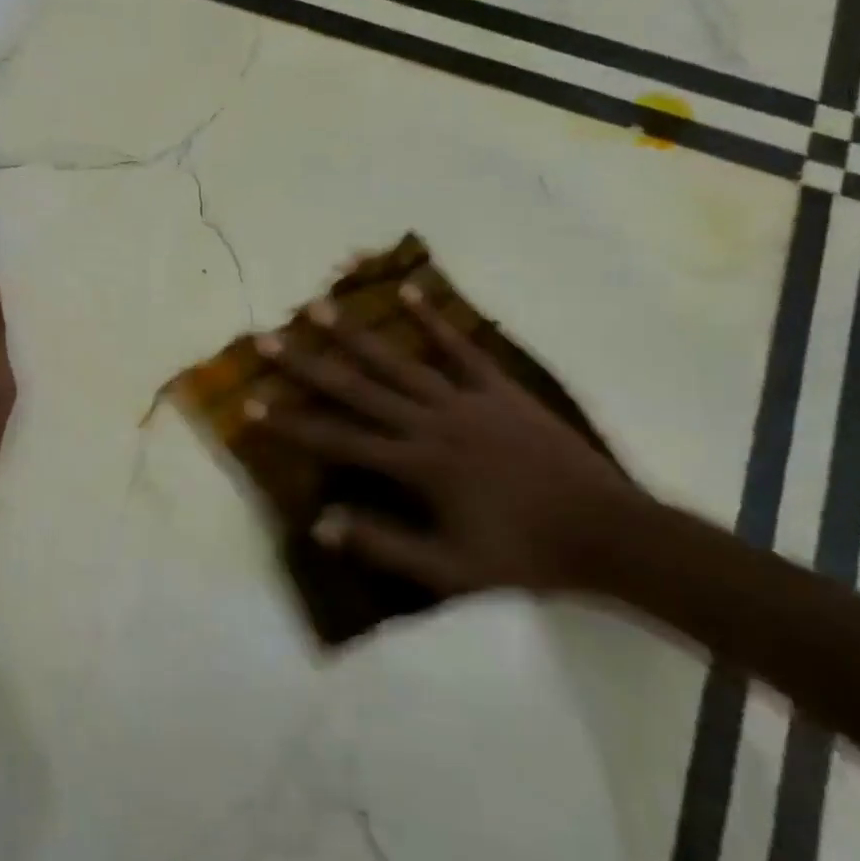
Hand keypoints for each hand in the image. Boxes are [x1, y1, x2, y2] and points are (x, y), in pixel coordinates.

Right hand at [250, 284, 642, 595]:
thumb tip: (320, 525)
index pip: (338, 439)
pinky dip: (434, 319)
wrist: (610, 535)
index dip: (290, 423)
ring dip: (355, 332)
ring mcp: (466, 399)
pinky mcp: (499, 388)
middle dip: (306, 363)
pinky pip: (461, 348)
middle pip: (357, 388)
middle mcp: (431, 422)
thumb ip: (383, 545)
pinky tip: (409, 290)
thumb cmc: (525, 557)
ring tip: (319, 304)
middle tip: (267, 337)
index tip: (249, 404)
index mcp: (416, 465)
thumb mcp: (450, 570)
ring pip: (399, 360)